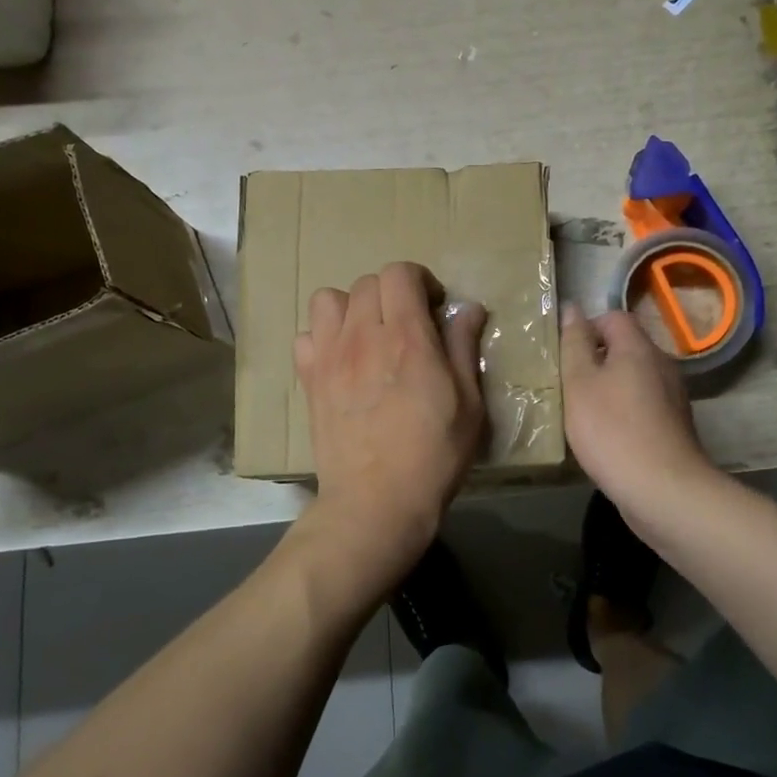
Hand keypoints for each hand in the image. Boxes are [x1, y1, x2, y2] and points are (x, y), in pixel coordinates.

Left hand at [294, 262, 486, 586]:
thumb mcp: (470, 403)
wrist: (376, 503)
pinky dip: (323, 338)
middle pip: (368, 282)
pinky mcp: (309, 381)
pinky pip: (306, 337)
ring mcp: (329, 357)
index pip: (400, 273)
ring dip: (352, 308)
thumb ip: (465, 348)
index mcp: (407, 337)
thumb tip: (468, 308)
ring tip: (369, 335)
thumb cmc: (434, 455)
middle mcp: (363, 336)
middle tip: (408, 325)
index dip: (420, 281)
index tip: (434, 308)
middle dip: (392, 294)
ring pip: (328, 300)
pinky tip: (342, 361)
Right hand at [559, 302, 709, 514]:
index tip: (565, 357)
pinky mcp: (675, 425)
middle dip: (596, 362)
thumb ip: (574, 344)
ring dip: (609, 389)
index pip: (613, 317)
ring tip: (584, 413)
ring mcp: (673, 396)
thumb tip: (572, 308)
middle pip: (625, 348)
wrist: (663, 489)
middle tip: (568, 386)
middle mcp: (662, 364)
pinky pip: (644, 405)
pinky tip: (608, 437)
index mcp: (639, 347)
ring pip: (634, 379)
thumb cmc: (612, 430)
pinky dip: (625, 412)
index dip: (586, 329)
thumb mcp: (579, 383)